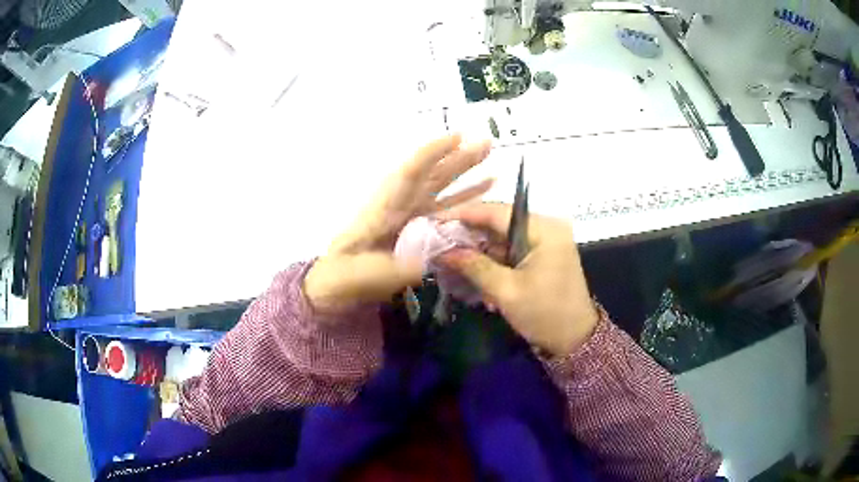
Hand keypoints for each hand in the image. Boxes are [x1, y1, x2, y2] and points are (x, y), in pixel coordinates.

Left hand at [305, 135, 492, 315]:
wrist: (335, 287)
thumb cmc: (340, 277)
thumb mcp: (358, 275)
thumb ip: (389, 269)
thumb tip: (426, 262)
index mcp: (382, 210)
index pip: (408, 175)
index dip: (431, 155)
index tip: (456, 138)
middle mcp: (399, 207)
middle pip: (431, 176)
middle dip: (457, 158)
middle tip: (487, 142)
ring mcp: (410, 218)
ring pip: (441, 189)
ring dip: (465, 173)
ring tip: (490, 158)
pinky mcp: (418, 232)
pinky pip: (446, 212)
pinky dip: (465, 200)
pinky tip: (485, 191)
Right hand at [438, 203, 597, 356]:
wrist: (574, 340)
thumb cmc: (544, 314)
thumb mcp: (506, 291)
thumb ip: (474, 266)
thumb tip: (442, 251)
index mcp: (544, 230)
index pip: (497, 212)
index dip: (463, 214)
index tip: (435, 220)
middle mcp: (546, 228)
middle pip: (499, 222)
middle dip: (468, 233)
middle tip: (437, 240)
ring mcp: (545, 242)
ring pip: (502, 237)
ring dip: (478, 248)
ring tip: (448, 255)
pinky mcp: (542, 256)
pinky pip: (510, 250)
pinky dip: (491, 259)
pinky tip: (470, 268)